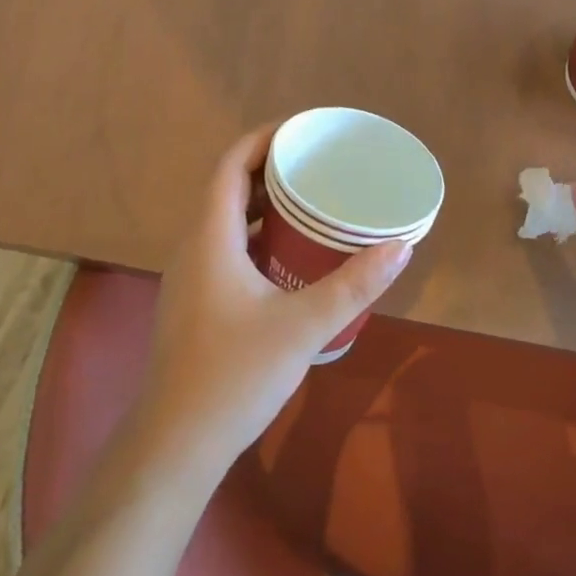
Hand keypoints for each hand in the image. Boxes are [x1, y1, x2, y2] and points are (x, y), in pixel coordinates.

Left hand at [131, 124, 411, 484]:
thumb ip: (353, 285)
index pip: (230, 165)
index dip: (263, 139)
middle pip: (228, 188)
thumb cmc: (234, 375)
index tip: (302, 131)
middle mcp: (193, 246)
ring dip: (263, 205)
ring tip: (310, 203)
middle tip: (317, 165)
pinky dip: (255, 236)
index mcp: (210, 237)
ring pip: (226, 221)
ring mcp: (189, 276)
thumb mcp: (303, 326)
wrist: (175, 444)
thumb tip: (401, 247)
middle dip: (270, 169)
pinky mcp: (194, 302)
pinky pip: (224, 248)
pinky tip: (287, 257)